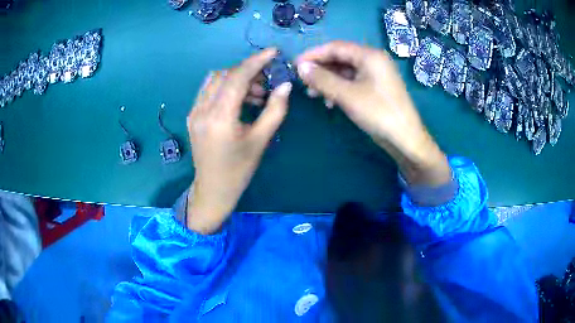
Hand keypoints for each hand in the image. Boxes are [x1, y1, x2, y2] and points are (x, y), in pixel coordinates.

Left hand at [187, 48, 291, 233]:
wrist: (212, 189)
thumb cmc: (239, 170)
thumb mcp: (260, 141)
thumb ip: (275, 110)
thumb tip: (285, 86)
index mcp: (220, 118)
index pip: (237, 78)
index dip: (256, 61)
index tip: (273, 52)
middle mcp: (202, 110)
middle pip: (226, 75)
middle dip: (248, 72)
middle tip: (267, 83)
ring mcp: (194, 112)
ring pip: (216, 80)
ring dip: (237, 79)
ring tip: (256, 95)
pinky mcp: (192, 115)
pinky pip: (209, 90)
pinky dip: (226, 87)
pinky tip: (240, 100)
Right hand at [296, 41, 450, 186]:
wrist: (405, 139)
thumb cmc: (378, 113)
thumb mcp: (347, 95)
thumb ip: (322, 79)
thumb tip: (301, 67)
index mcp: (369, 55)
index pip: (335, 47)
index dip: (313, 54)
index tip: (295, 65)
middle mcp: (373, 60)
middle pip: (340, 58)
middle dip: (320, 69)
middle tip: (303, 82)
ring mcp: (375, 74)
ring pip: (345, 71)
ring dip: (328, 80)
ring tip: (313, 94)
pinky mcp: (375, 87)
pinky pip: (353, 82)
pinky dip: (339, 89)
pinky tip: (330, 101)